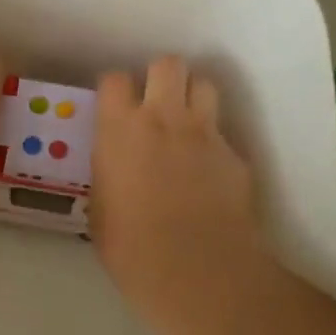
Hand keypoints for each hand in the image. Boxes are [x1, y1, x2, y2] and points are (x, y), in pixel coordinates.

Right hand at [91, 57, 266, 327]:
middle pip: (168, 64)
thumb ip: (109, 174)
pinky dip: (214, 145)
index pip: (115, 79)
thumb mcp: (100, 207)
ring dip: (193, 97)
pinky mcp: (235, 156)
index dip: (116, 89)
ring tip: (185, 124)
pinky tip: (208, 174)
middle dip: (161, 76)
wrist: (195, 270)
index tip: (115, 106)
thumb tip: (116, 170)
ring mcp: (204, 134)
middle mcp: (162, 119)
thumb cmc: (130, 247)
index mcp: (119, 130)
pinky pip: (223, 134)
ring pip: (204, 85)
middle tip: (155, 102)